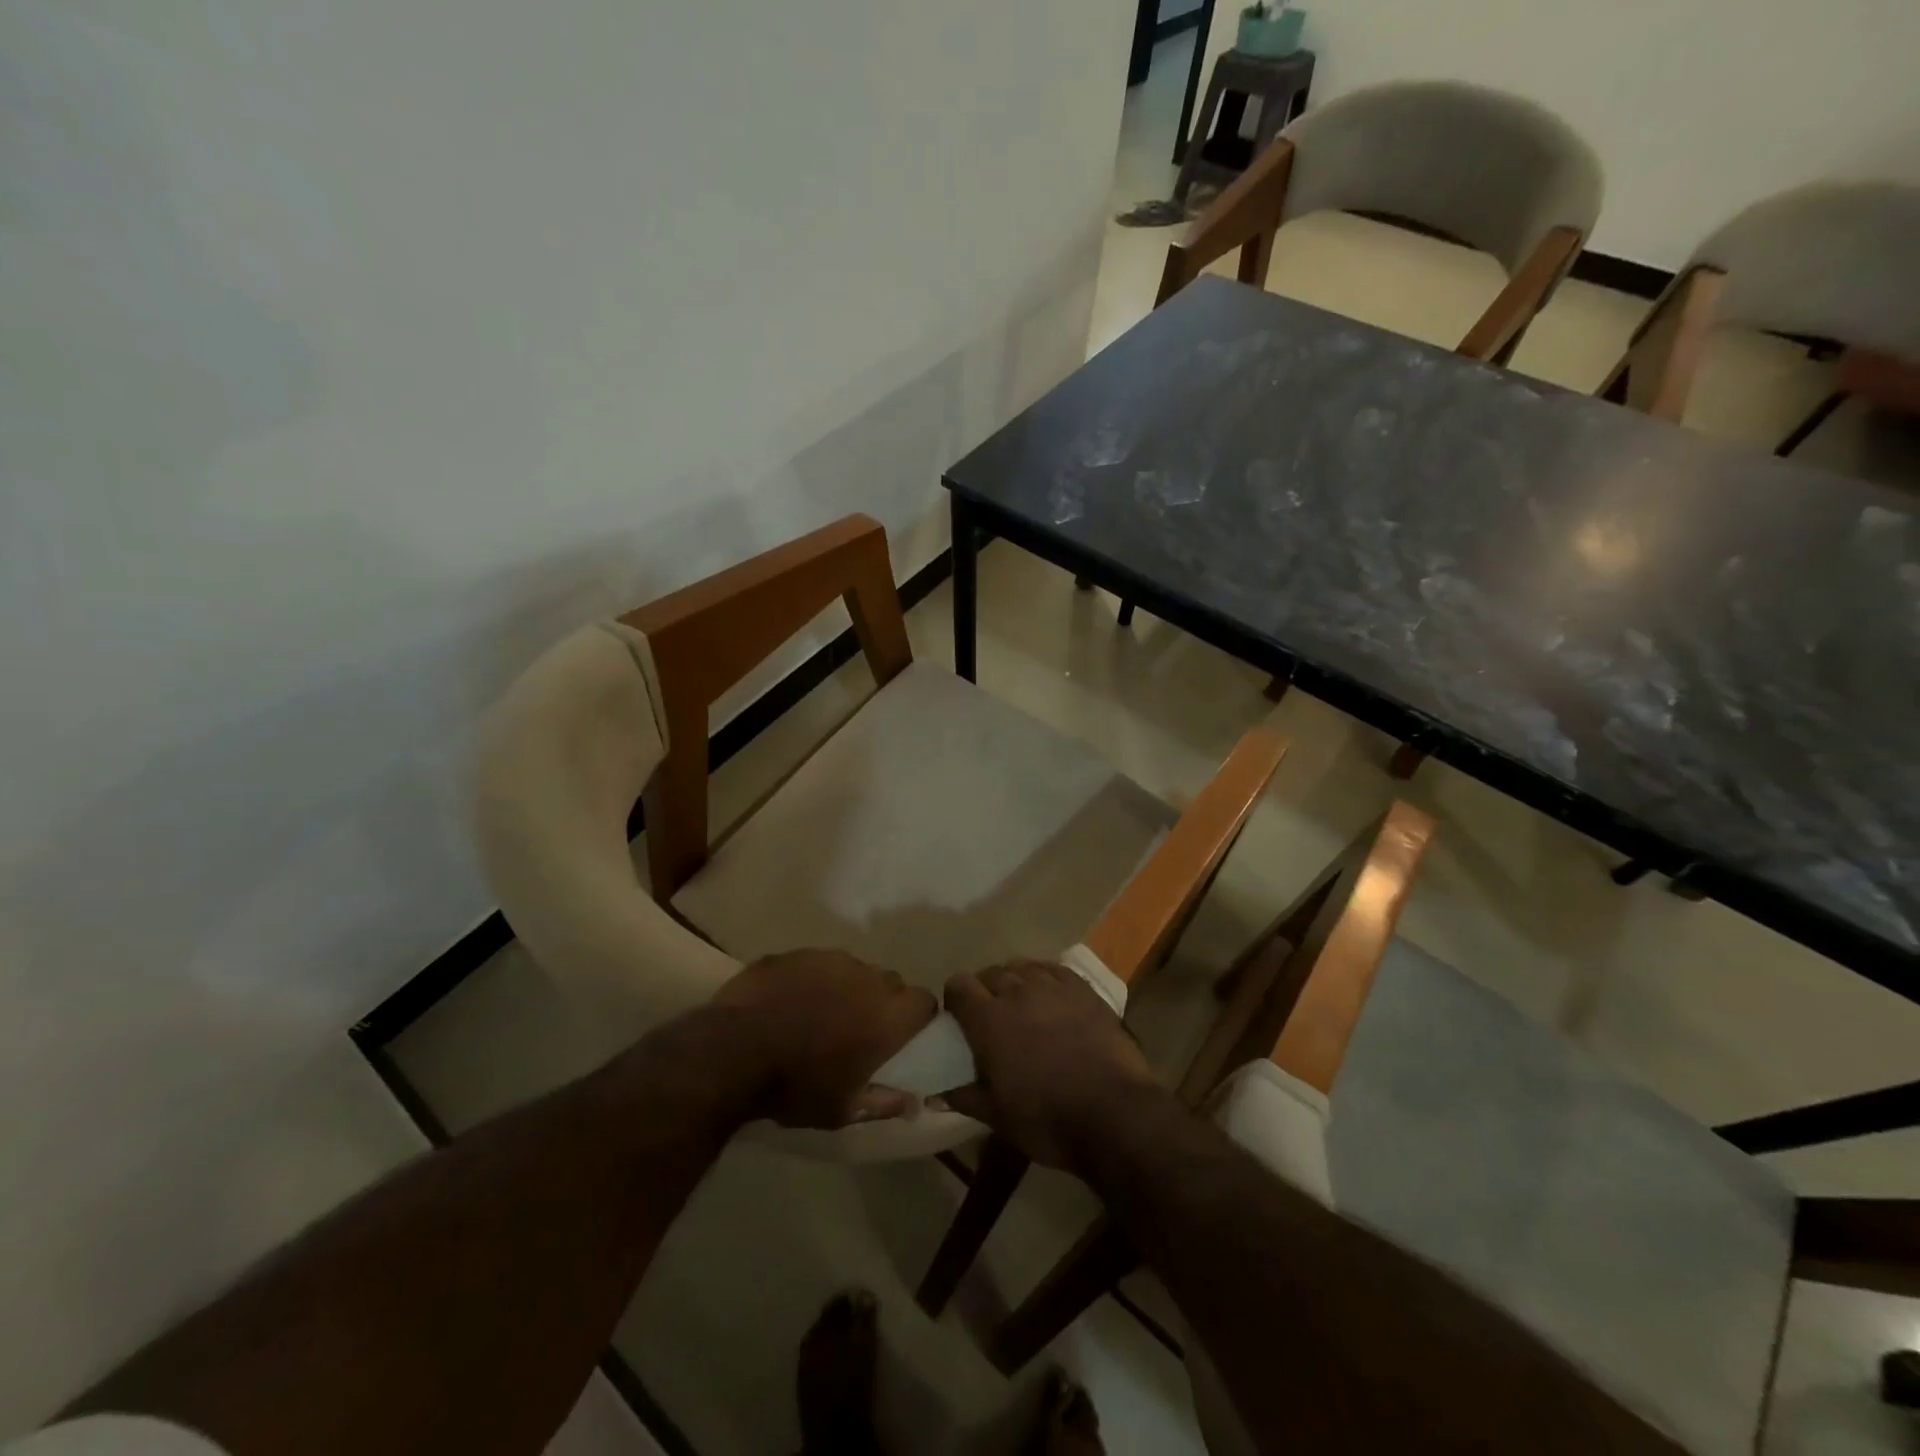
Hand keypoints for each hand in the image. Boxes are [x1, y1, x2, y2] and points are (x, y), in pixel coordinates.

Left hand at [705, 949, 936, 1128]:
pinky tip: (790, 1003)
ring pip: (854, 970)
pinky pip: (818, 964)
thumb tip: (915, 1104)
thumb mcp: (842, 1109)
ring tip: (820, 1015)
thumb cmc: (795, 1087)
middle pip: (891, 983)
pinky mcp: (797, 953)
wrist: (733, 1051)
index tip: (902, 1037)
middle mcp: (867, 978)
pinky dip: (813, 980)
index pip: (924, 1002)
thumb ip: (884, 1103)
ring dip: (847, 989)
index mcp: (886, 1016)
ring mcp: (830, 959)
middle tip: (859, 1030)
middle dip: (882, 1003)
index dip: (916, 1018)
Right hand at [937, 960, 1157, 1169]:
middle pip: (989, 973)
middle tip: (992, 1017)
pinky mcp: (1083, 989)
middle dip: (984, 990)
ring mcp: (1053, 986)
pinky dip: (1044, 976)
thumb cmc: (1047, 1119)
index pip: (958, 986)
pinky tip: (1050, 995)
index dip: (955, 999)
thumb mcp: (997, 1117)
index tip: (960, 1018)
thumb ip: (964, 1096)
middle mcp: (1017, 992)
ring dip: (1015, 981)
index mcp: (989, 1020)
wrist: (1114, 1113)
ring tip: (1022, 1004)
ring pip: (1022, 967)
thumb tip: (936, 1091)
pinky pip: (1054, 969)